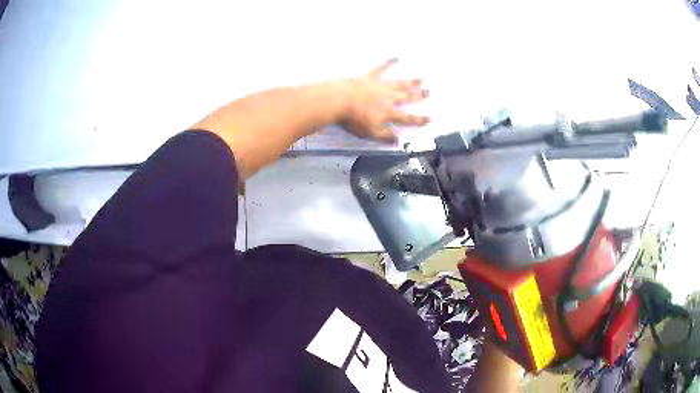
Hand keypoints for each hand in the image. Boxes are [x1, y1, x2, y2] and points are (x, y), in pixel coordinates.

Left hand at [338, 58, 430, 142]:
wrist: (338, 101)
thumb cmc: (353, 119)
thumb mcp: (370, 133)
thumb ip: (386, 136)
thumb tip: (399, 141)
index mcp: (388, 113)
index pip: (407, 118)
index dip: (419, 119)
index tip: (430, 118)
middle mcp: (388, 98)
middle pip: (406, 97)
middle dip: (418, 95)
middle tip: (429, 92)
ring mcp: (379, 86)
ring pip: (398, 84)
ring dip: (410, 82)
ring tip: (421, 79)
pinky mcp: (369, 77)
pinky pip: (381, 69)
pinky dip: (389, 63)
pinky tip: (396, 57)